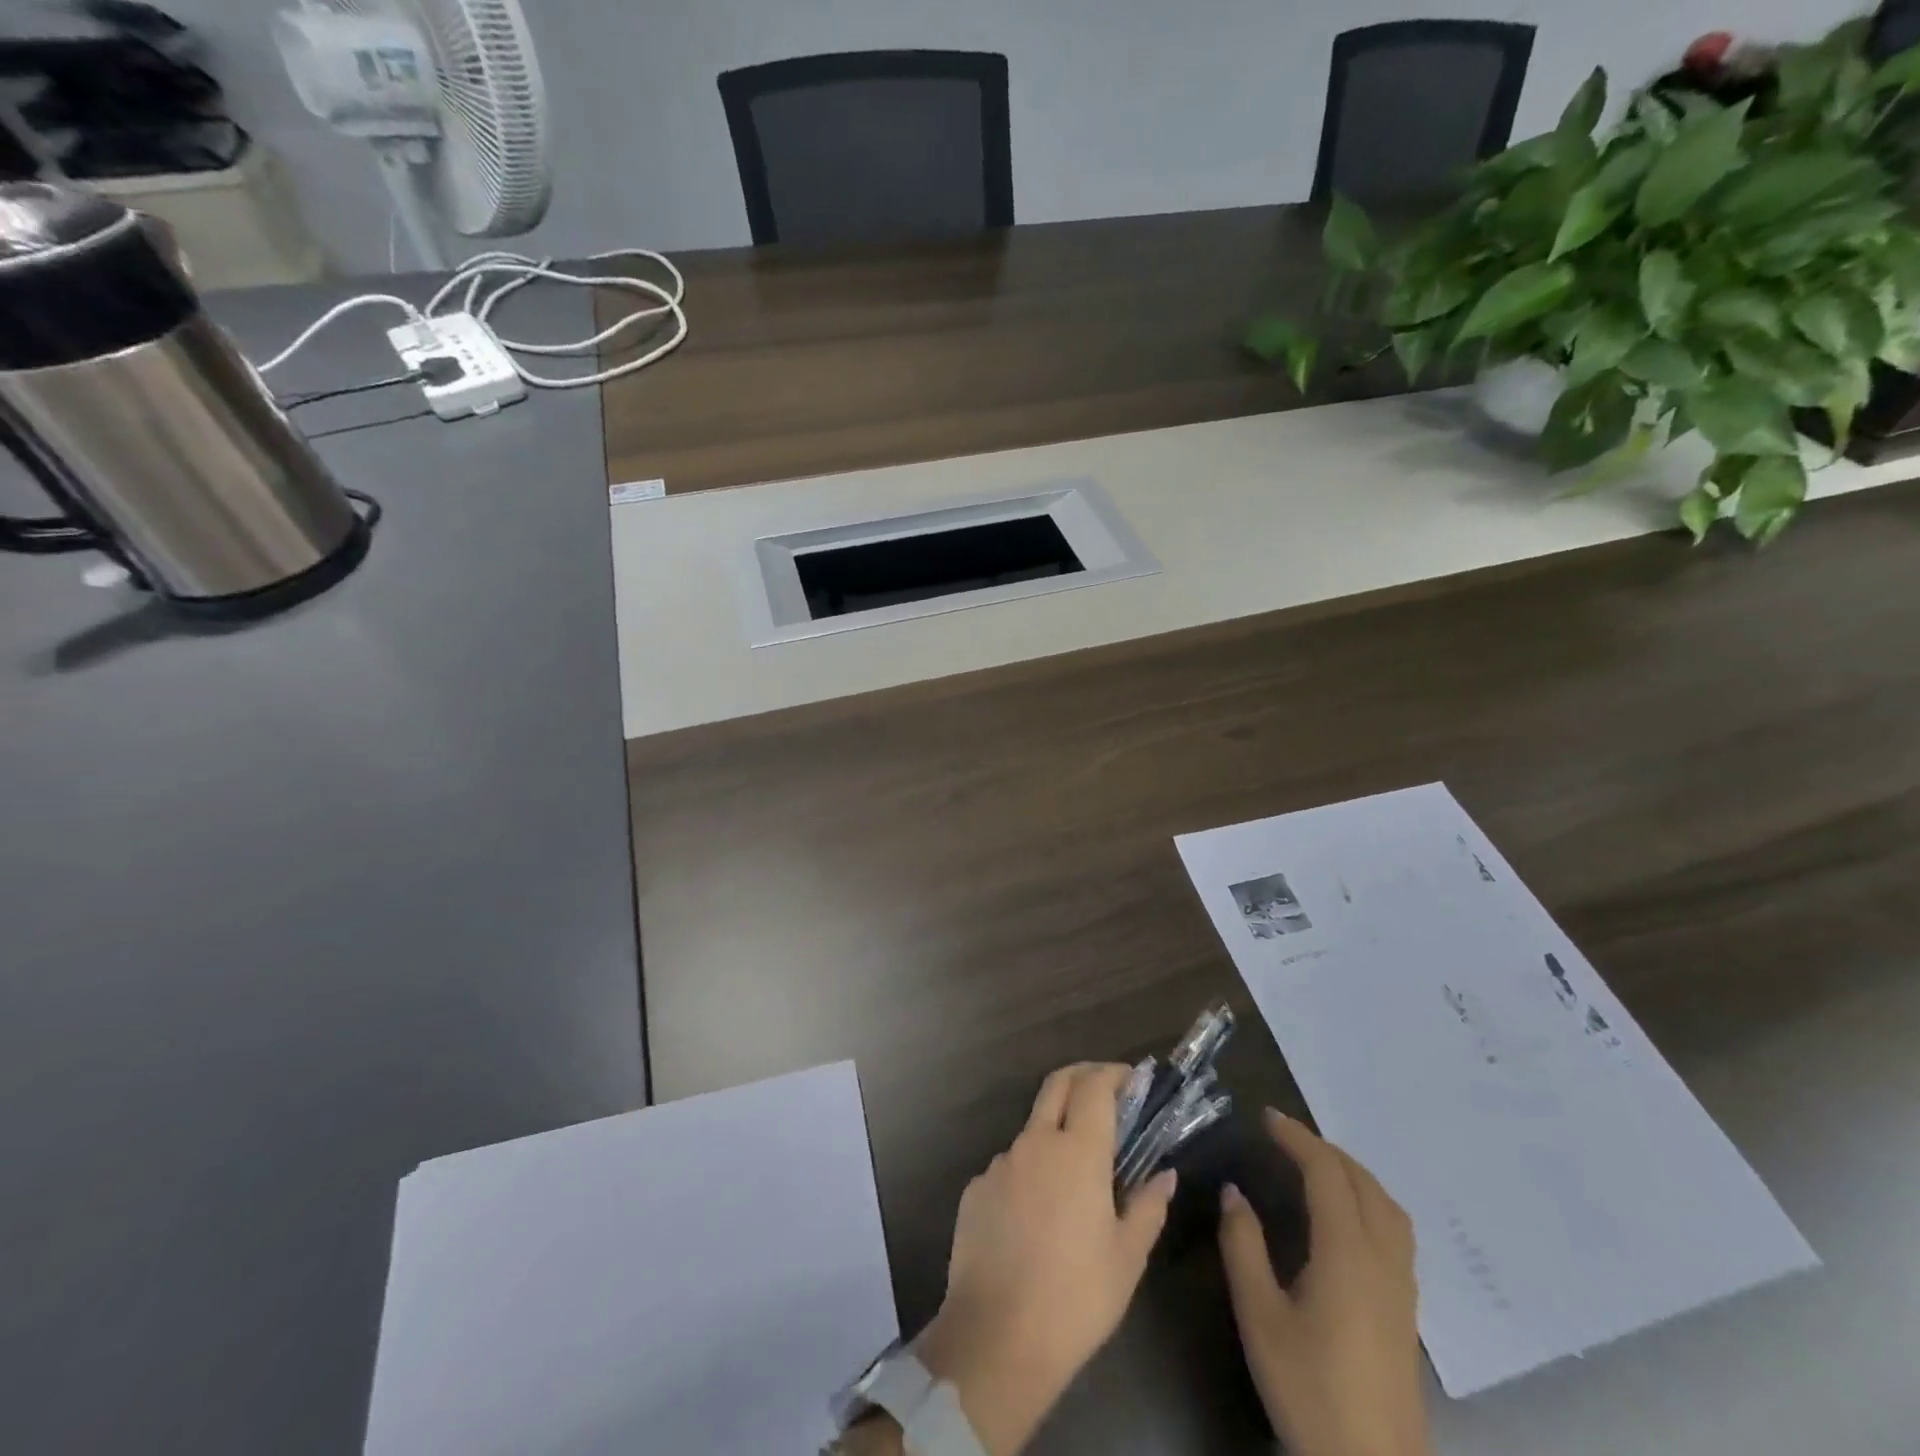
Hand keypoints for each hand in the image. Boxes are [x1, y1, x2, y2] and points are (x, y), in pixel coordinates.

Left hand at [912, 1063, 1178, 1455]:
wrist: (996, 1339)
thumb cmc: (1076, 1299)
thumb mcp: (1127, 1259)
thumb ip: (1148, 1206)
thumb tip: (1164, 1174)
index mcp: (1077, 1152)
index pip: (1094, 1086)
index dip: (1113, 1073)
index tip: (1131, 1078)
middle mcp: (1035, 1143)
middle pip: (1057, 1084)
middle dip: (1083, 1075)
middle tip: (1105, 1088)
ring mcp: (1000, 1163)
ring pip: (1032, 1130)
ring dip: (1055, 1134)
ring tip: (1074, 1180)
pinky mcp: (976, 1187)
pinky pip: (1010, 1167)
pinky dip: (1030, 1173)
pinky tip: (1037, 1218)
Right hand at [1218, 1110, 1431, 1455]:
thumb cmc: (1310, 1389)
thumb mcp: (1260, 1316)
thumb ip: (1243, 1246)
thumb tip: (1234, 1192)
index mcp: (1346, 1253)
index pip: (1326, 1173)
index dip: (1297, 1138)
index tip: (1265, 1118)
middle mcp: (1382, 1258)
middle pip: (1362, 1182)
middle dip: (1324, 1149)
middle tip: (1284, 1137)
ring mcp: (1402, 1285)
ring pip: (1387, 1205)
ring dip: (1352, 1172)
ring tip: (1315, 1165)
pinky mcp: (1407, 1309)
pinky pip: (1395, 1230)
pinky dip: (1369, 1200)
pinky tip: (1345, 1217)